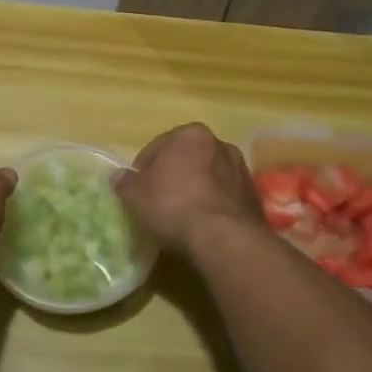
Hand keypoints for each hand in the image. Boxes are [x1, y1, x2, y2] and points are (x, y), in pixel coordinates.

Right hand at [115, 123, 264, 255]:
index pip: (158, 147)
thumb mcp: (137, 195)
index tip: (137, 190)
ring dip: (196, 188)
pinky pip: (224, 196)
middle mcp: (220, 144)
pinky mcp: (253, 195)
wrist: (224, 238)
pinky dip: (213, 204)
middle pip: (187, 158)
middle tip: (158, 200)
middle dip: (173, 175)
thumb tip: (118, 177)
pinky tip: (203, 224)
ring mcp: (240, 169)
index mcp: (191, 134)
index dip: (143, 169)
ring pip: (208, 176)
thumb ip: (126, 183)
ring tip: (182, 215)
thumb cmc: (174, 206)